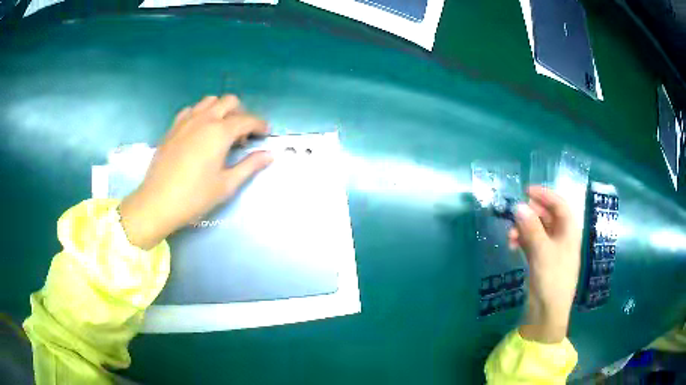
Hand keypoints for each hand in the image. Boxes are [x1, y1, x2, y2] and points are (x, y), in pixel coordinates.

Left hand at [119, 95, 272, 249]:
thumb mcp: (226, 184)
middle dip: (241, 113)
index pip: (247, 120)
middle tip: (242, 134)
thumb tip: (269, 155)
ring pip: (209, 101)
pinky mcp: (173, 127)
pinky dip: (201, 113)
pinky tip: (199, 131)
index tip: (265, 134)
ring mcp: (186, 121)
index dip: (260, 125)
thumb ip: (249, 166)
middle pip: (229, 101)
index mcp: (220, 132)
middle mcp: (204, 119)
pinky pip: (191, 110)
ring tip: (221, 130)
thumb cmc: (195, 196)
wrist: (158, 202)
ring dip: (221, 109)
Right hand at [508, 186, 581, 342]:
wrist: (548, 312)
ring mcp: (551, 248)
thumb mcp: (542, 252)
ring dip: (523, 228)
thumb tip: (518, 205)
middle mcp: (562, 236)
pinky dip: (522, 240)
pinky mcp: (542, 259)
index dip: (544, 194)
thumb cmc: (552, 279)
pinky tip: (512, 245)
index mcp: (569, 231)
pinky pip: (532, 241)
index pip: (559, 204)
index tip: (525, 190)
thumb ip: (531, 227)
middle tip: (513, 214)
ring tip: (509, 236)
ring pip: (537, 228)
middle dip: (529, 213)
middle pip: (547, 215)